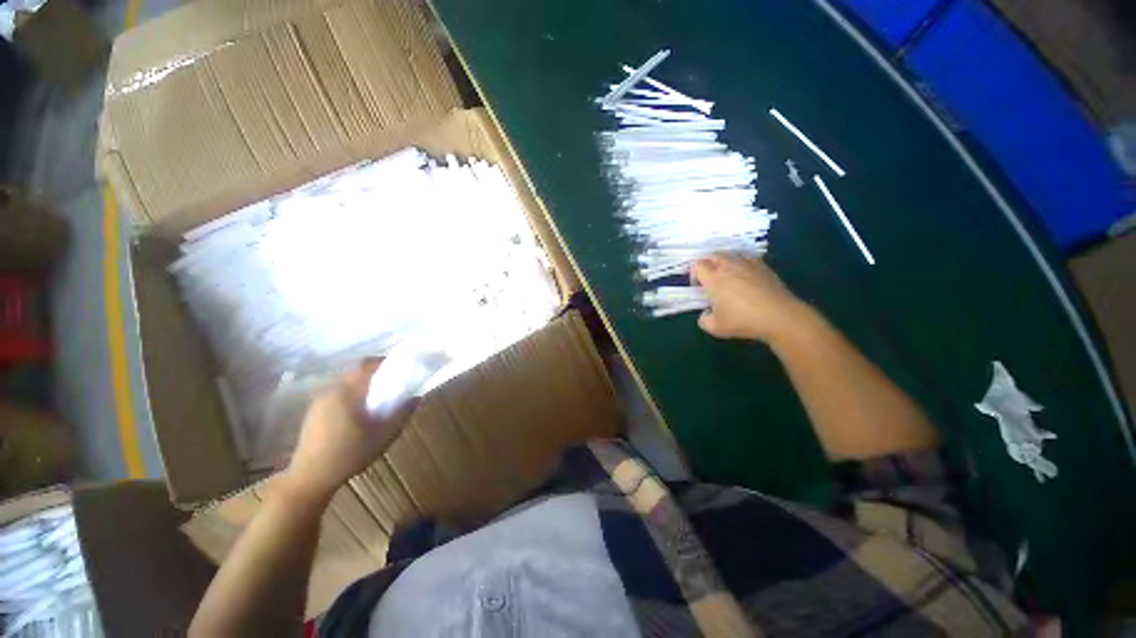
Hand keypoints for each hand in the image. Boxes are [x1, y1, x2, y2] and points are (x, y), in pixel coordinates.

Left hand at [280, 359, 416, 503]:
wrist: (310, 479)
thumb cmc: (350, 455)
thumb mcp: (385, 435)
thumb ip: (402, 413)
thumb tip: (417, 396)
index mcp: (346, 392)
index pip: (366, 365)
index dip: (385, 361)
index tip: (401, 366)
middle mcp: (330, 391)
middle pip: (355, 371)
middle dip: (376, 373)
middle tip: (393, 382)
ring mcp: (319, 402)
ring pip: (346, 382)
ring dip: (363, 384)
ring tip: (378, 398)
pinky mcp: (314, 412)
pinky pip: (337, 393)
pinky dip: (352, 394)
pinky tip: (359, 412)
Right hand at [692, 254, 810, 342]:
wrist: (780, 316)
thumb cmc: (743, 320)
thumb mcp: (716, 328)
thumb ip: (704, 320)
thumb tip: (706, 314)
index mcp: (714, 278)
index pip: (698, 265)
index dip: (695, 273)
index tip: (698, 285)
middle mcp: (729, 266)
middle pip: (713, 255)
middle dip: (708, 264)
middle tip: (710, 279)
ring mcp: (748, 264)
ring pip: (730, 255)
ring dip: (724, 263)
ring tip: (727, 277)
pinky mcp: (763, 266)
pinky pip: (746, 259)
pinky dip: (741, 265)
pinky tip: (745, 278)